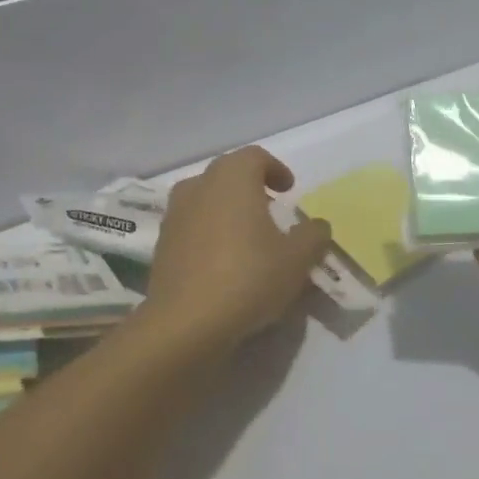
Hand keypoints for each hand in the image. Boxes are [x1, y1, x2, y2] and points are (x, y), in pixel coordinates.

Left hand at [146, 146, 332, 348]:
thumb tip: (316, 226)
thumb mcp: (297, 259)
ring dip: (227, 210)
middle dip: (250, 187)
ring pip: (206, 200)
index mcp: (232, 177)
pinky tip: (224, 262)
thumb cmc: (248, 277)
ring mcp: (174, 214)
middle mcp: (198, 186)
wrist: (186, 322)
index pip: (254, 156)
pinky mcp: (161, 244)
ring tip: (248, 237)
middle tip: (271, 210)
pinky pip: (192, 227)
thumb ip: (313, 236)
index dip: (275, 169)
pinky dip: (209, 233)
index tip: (289, 190)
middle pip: (227, 175)